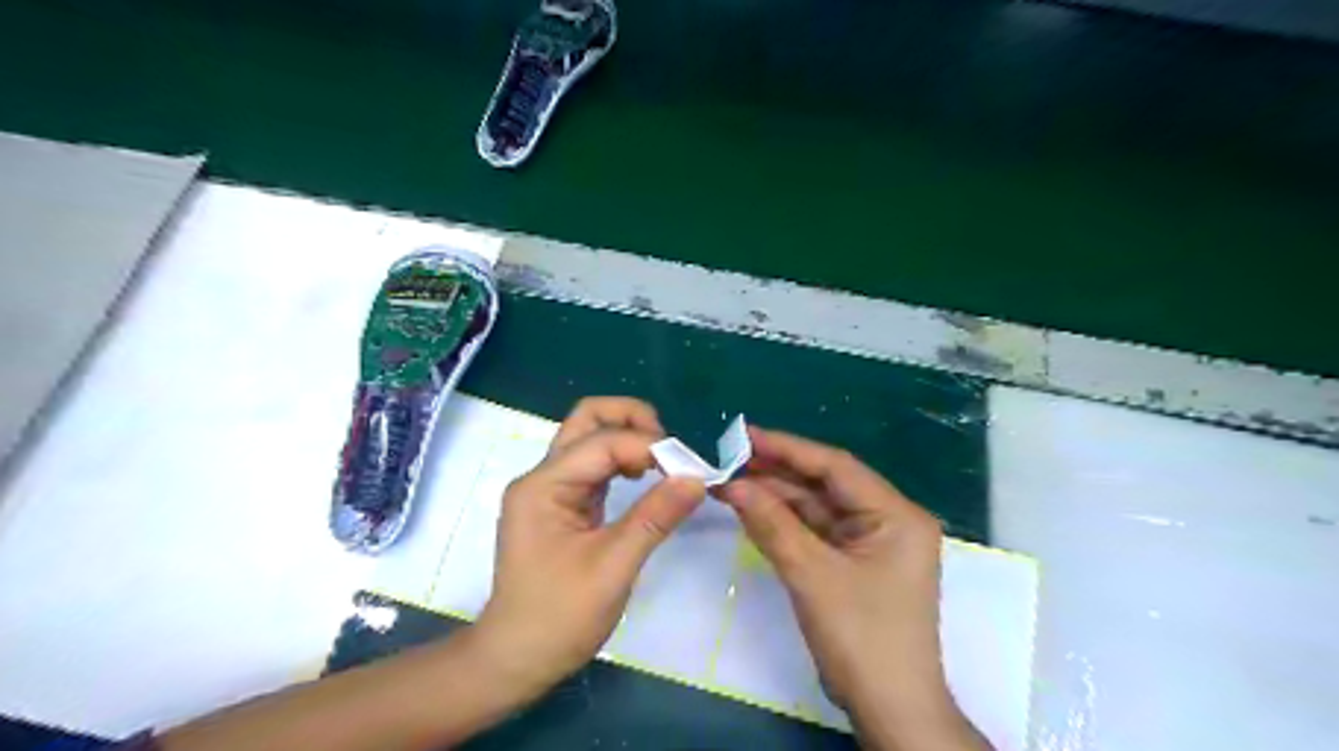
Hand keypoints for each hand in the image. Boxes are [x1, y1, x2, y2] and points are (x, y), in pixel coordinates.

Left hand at [475, 398, 703, 699]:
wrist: (518, 658)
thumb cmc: (560, 617)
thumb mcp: (613, 567)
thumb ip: (655, 517)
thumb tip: (696, 478)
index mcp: (544, 486)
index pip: (602, 442)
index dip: (647, 447)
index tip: (687, 469)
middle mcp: (543, 477)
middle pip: (587, 420)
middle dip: (632, 420)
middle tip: (669, 447)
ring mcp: (551, 489)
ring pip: (591, 439)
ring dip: (629, 439)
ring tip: (664, 463)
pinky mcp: (563, 504)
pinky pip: (595, 467)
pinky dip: (623, 462)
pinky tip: (646, 478)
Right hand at [716, 428, 985, 750]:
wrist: (889, 710)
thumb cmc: (861, 637)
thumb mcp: (812, 575)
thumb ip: (772, 523)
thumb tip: (733, 484)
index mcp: (896, 514)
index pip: (836, 467)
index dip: (789, 448)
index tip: (746, 435)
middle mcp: (888, 520)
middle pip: (826, 485)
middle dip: (778, 474)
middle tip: (731, 461)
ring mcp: (872, 543)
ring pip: (818, 508)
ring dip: (778, 498)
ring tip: (733, 483)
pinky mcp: (856, 563)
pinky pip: (817, 532)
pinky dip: (786, 523)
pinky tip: (754, 510)